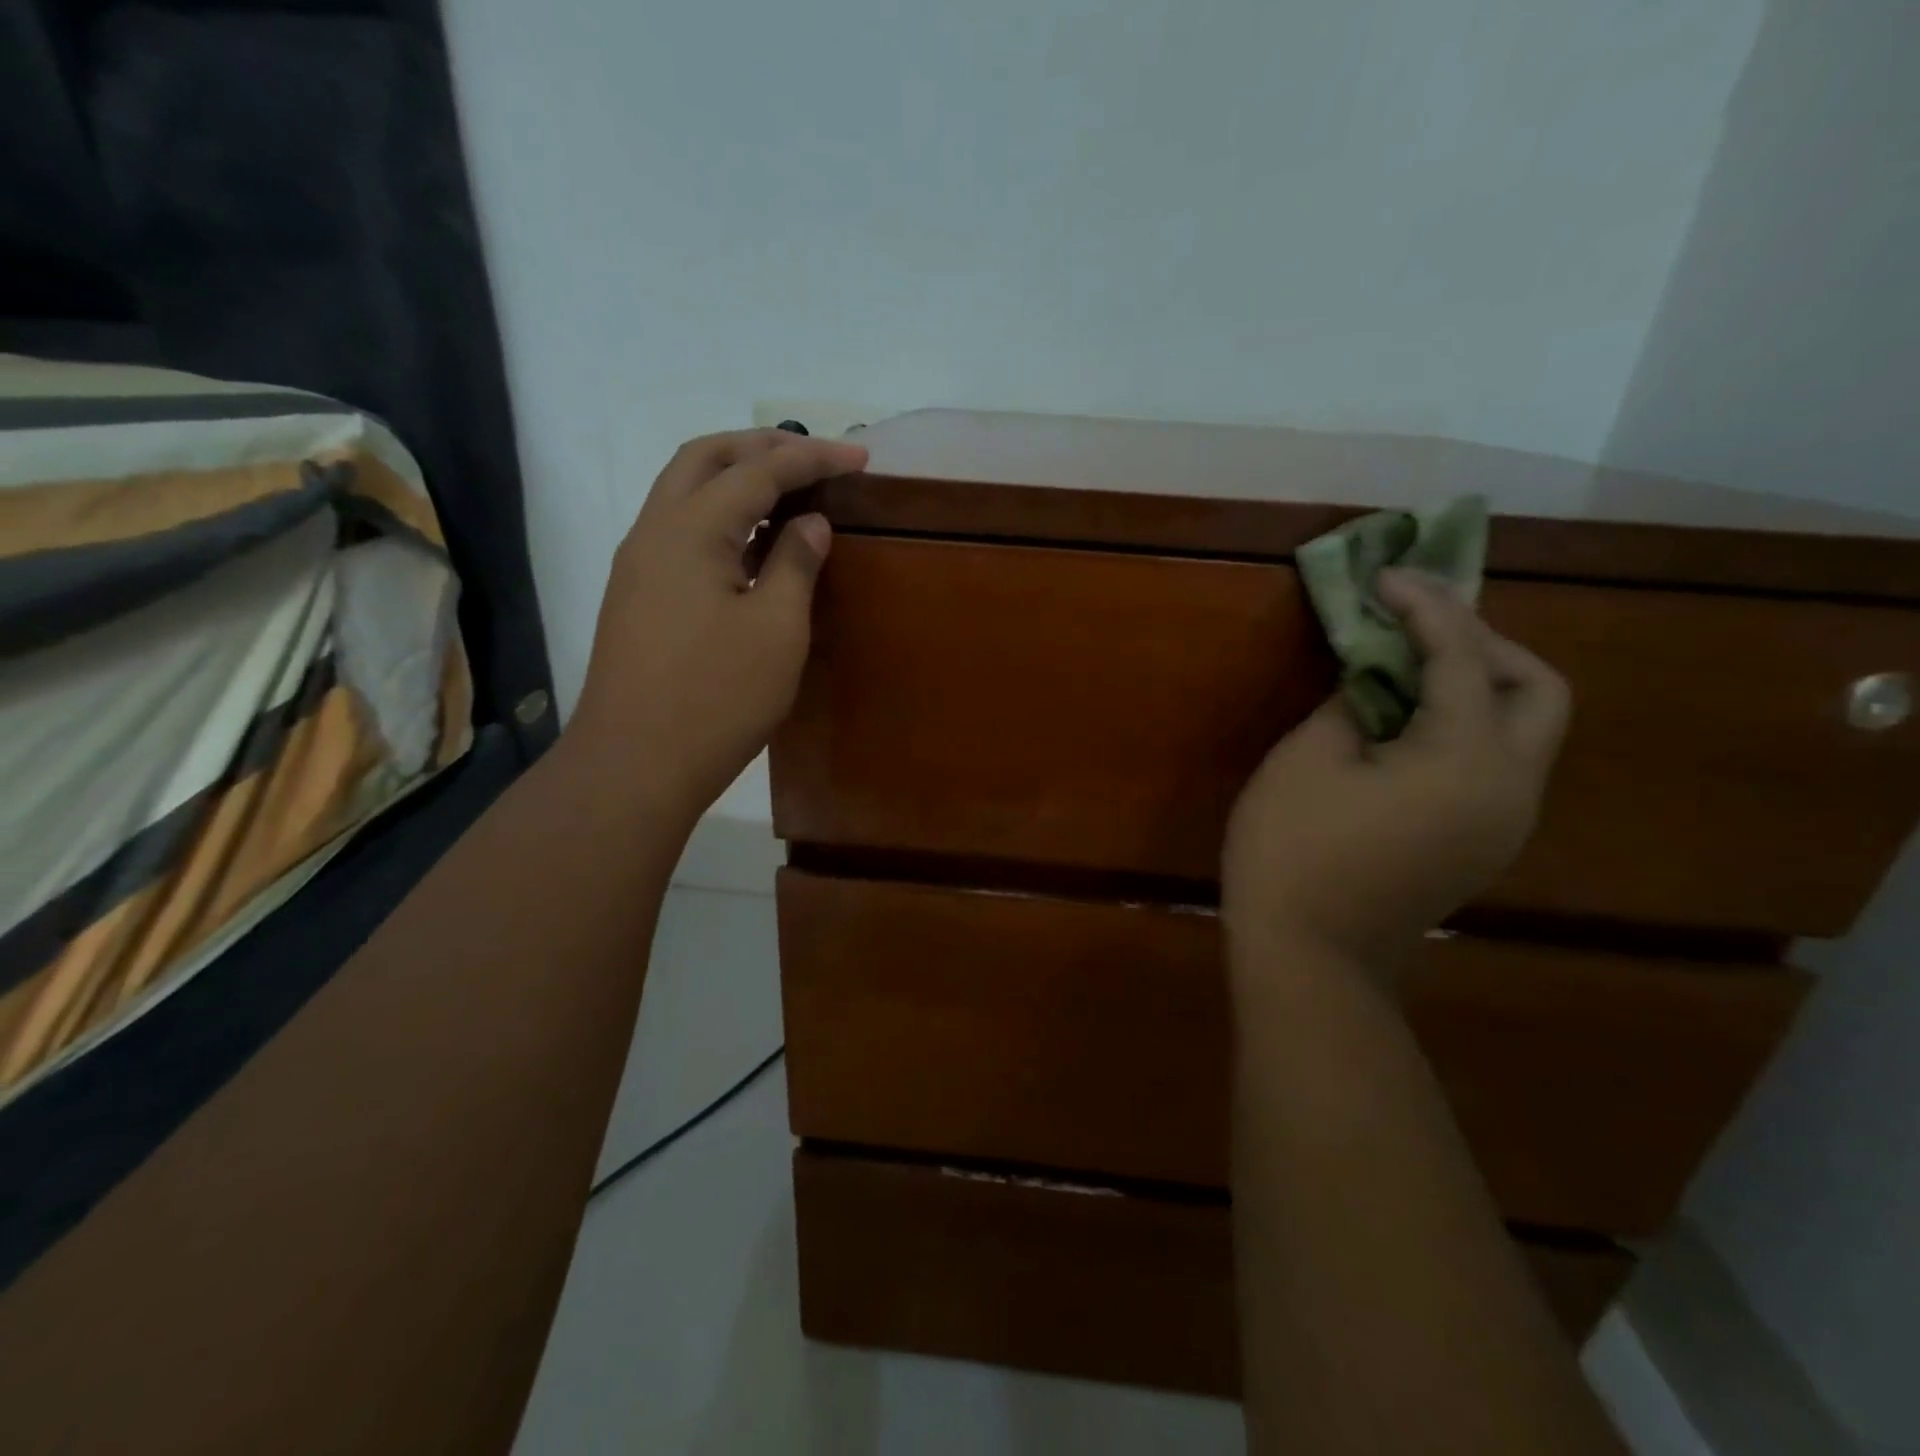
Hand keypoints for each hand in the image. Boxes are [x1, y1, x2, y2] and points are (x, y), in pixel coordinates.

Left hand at [569, 429, 867, 826]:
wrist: (636, 763)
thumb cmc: (717, 697)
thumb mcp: (777, 630)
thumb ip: (795, 564)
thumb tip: (809, 522)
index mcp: (690, 530)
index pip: (758, 470)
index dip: (813, 457)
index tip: (860, 456)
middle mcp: (655, 531)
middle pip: (706, 459)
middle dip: (763, 446)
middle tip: (815, 457)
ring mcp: (639, 564)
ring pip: (686, 491)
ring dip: (737, 477)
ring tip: (788, 489)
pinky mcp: (638, 595)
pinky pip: (681, 529)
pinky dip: (720, 515)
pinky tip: (753, 542)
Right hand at [1223, 569, 1569, 977]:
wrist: (1310, 957)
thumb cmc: (1294, 851)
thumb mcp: (1307, 760)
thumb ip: (1351, 702)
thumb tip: (1373, 680)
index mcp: (1468, 760)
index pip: (1464, 657)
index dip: (1425, 606)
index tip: (1385, 576)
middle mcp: (1511, 788)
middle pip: (1538, 690)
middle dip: (1483, 643)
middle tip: (1417, 627)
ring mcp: (1503, 822)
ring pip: (1523, 729)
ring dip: (1477, 683)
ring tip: (1408, 666)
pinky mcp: (1481, 843)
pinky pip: (1494, 763)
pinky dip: (1465, 725)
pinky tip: (1406, 723)